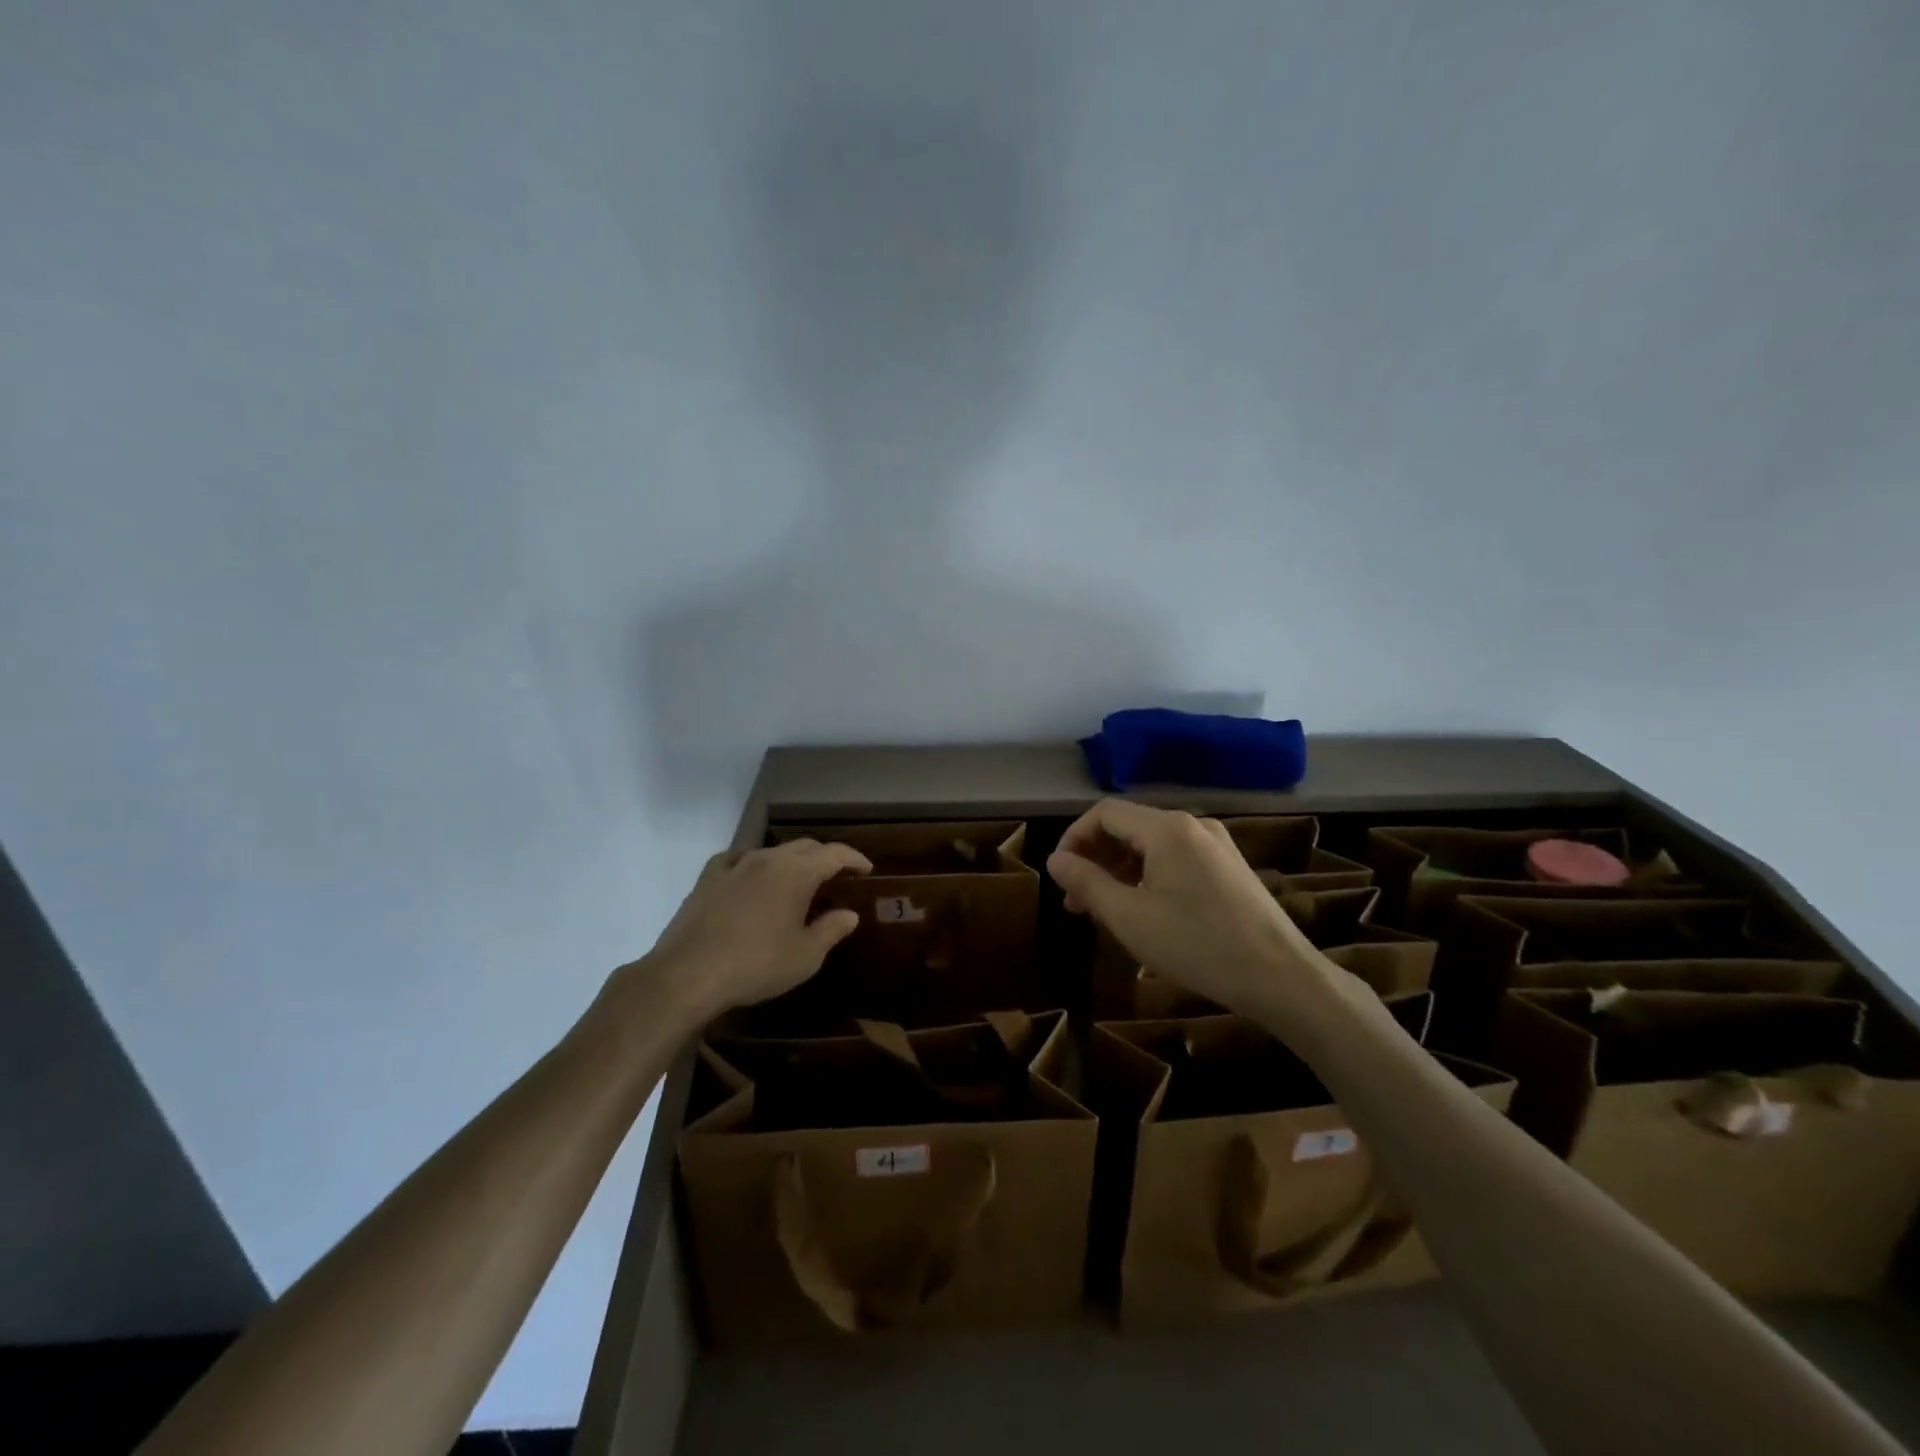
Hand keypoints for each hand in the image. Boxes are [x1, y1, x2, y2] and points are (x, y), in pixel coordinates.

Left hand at [614, 839, 872, 1027]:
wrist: (688, 974)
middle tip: (838, 875)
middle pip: (804, 847)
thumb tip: (849, 914)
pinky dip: (754, 863)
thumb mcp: (805, 956)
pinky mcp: (708, 878)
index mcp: (796, 873)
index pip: (834, 853)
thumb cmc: (756, 965)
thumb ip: (831, 930)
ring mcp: (734, 865)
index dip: (854, 858)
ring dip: (791, 861)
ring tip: (797, 880)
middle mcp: (767, 859)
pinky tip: (750, 876)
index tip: (867, 869)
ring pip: (771, 851)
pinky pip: (737, 859)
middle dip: (825, 857)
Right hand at [1047, 800, 1338, 1025]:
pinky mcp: (1228, 867)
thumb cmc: (1197, 944)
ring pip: (1151, 845)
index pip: (1104, 813)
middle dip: (1095, 858)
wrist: (1280, 977)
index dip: (1073, 838)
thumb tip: (1055, 859)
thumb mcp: (1129, 917)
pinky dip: (1148, 876)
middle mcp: (1192, 825)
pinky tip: (1142, 910)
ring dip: (1120, 870)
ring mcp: (1215, 845)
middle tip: (1076, 901)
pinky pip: (1175, 859)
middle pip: (1128, 827)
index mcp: (1167, 828)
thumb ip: (1087, 882)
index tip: (1059, 875)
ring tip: (1103, 910)